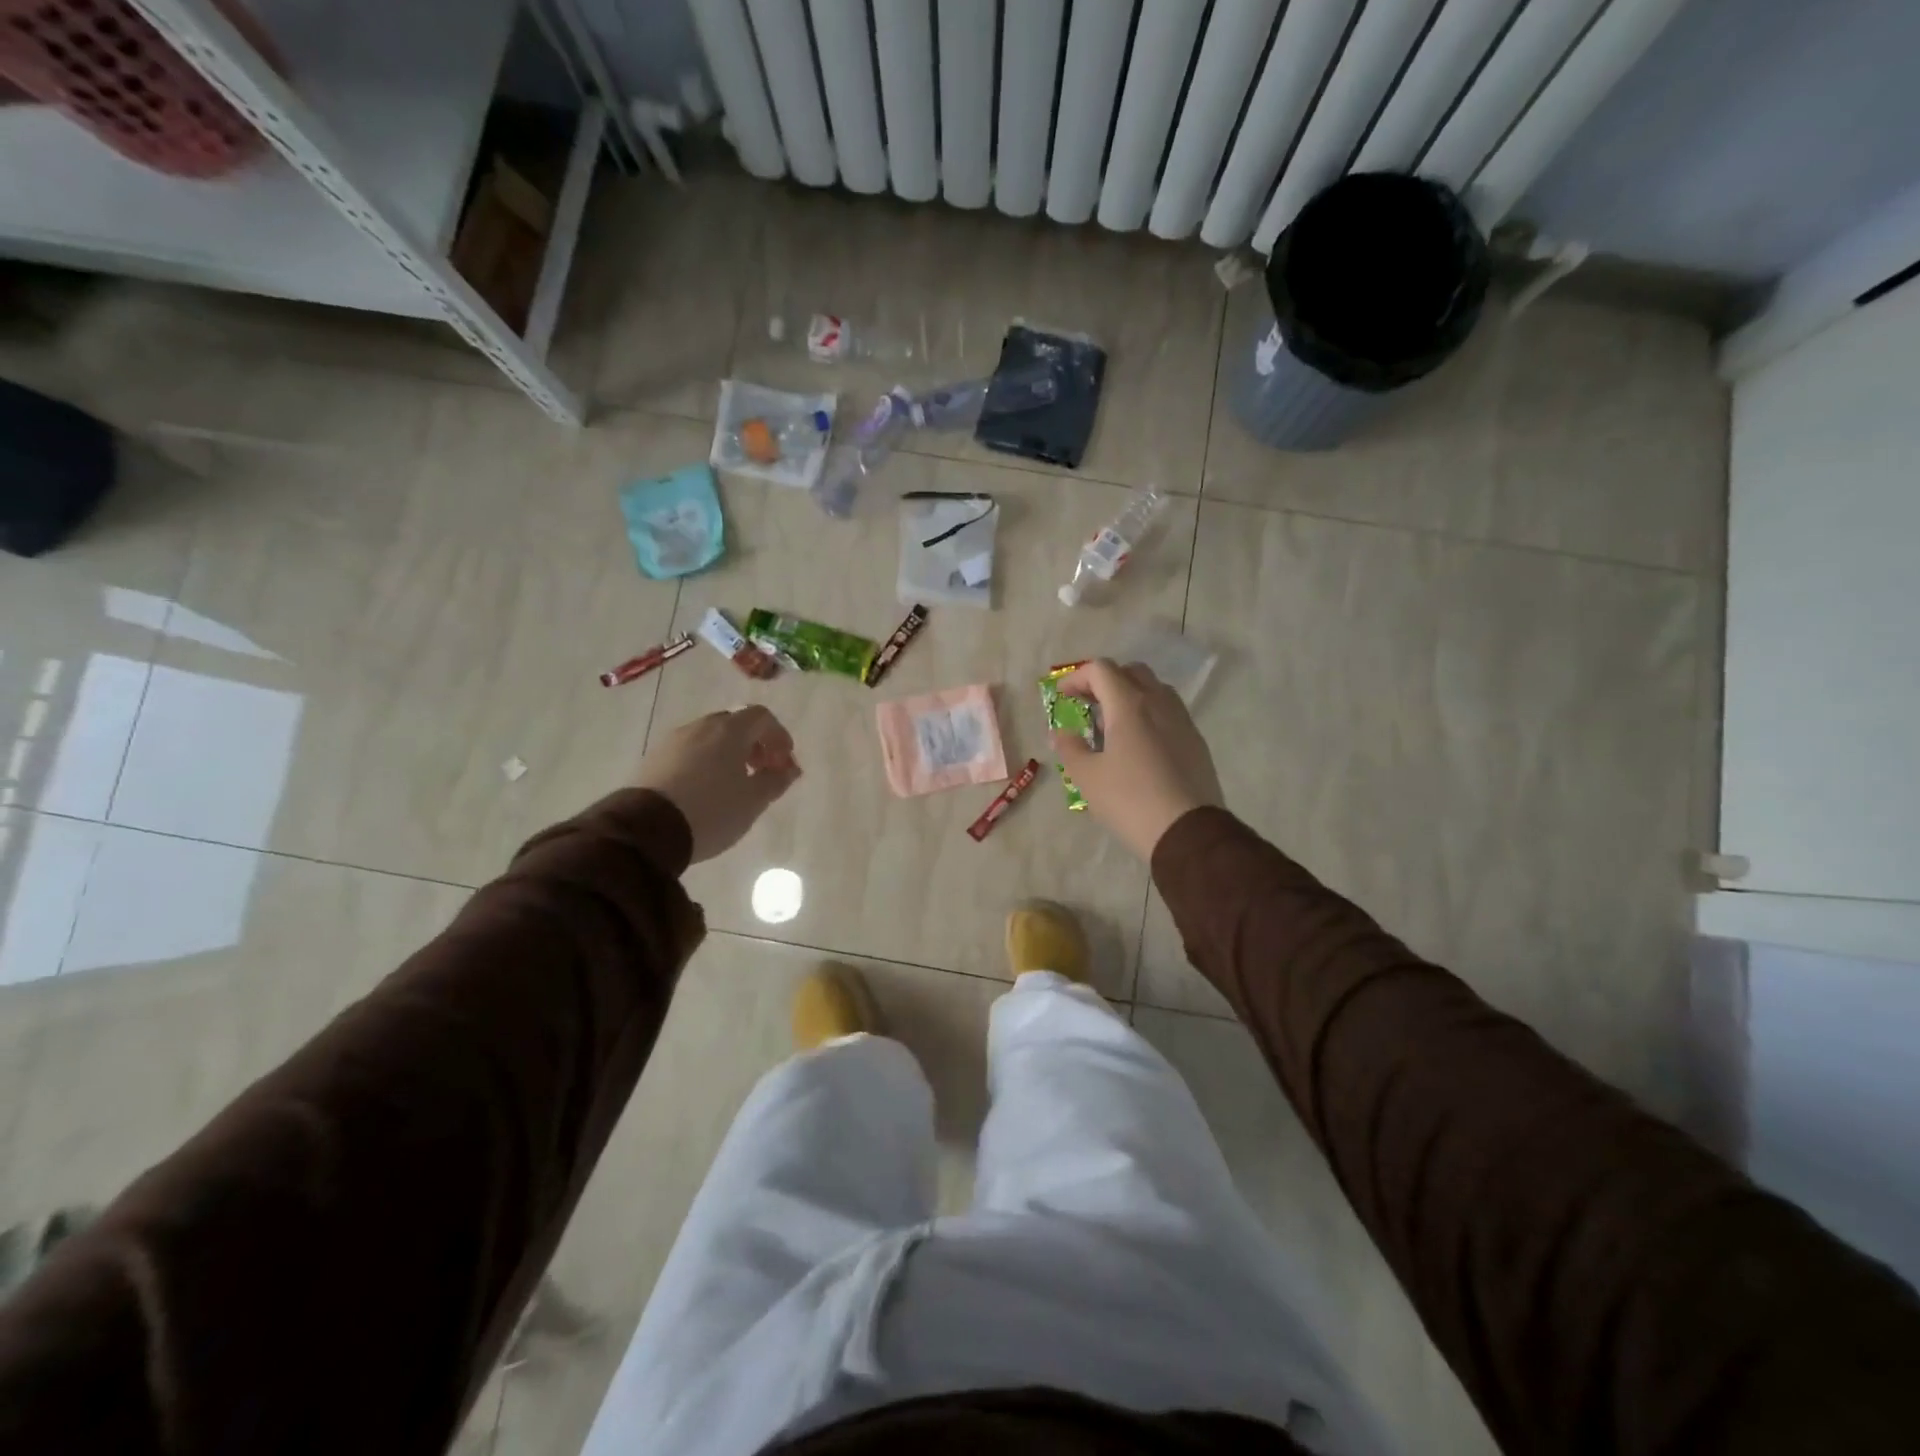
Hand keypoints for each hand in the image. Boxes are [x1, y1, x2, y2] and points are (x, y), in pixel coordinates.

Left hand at [636, 707, 800, 862]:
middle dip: (754, 745)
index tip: (785, 762)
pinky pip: (689, 752)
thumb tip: (789, 769)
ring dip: (729, 754)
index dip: (778, 736)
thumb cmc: (711, 811)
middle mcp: (700, 726)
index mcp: (729, 730)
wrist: (646, 830)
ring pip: (710, 738)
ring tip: (733, 784)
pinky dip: (705, 762)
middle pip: (735, 724)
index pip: (761, 716)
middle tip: (762, 772)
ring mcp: (673, 741)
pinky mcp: (653, 759)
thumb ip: (776, 780)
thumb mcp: (753, 801)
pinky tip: (705, 791)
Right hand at [1051, 659, 1223, 859]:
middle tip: (1087, 704)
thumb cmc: (1130, 800)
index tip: (1062, 696)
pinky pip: (1169, 713)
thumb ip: (1070, 747)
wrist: (1188, 832)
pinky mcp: (1196, 741)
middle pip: (1131, 672)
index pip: (1101, 670)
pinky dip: (1149, 714)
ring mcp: (1182, 720)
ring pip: (1155, 690)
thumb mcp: (1087, 777)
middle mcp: (1159, 703)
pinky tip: (1139, 745)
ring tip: (1113, 725)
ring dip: (1130, 695)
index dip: (1077, 677)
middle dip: (1105, 681)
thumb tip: (1062, 732)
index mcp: (1129, 705)